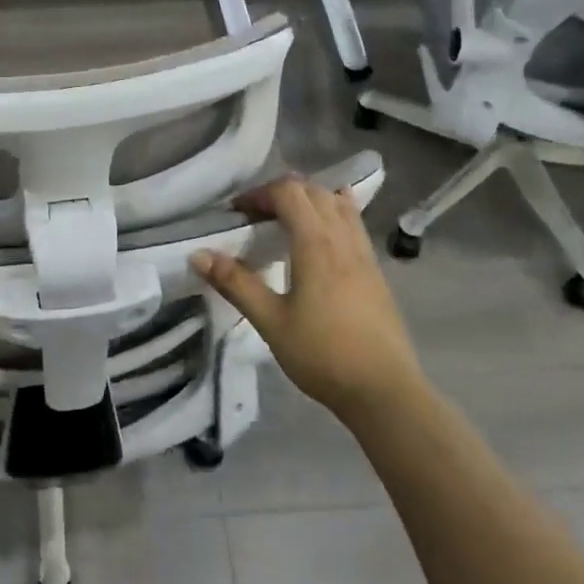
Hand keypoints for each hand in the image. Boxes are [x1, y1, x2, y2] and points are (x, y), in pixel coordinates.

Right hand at [192, 177, 421, 420]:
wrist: (384, 392)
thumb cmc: (323, 355)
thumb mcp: (271, 321)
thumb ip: (236, 284)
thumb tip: (198, 255)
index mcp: (316, 244)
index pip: (288, 193)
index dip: (259, 194)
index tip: (237, 213)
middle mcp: (343, 239)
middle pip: (314, 191)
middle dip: (281, 194)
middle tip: (256, 217)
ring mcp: (364, 254)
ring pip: (338, 204)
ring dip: (309, 201)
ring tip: (286, 222)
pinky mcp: (375, 272)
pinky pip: (353, 224)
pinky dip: (332, 215)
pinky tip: (321, 239)